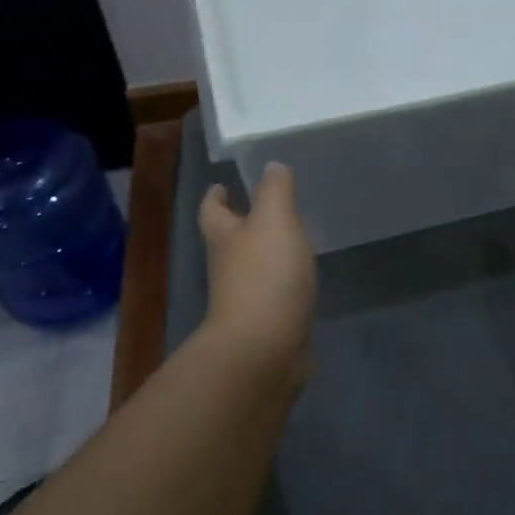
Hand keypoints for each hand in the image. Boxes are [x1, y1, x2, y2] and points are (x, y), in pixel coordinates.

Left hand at [198, 162, 316, 370]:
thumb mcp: (274, 220)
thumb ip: (275, 190)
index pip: (213, 211)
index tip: (220, 185)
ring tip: (289, 239)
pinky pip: (274, 294)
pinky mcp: (267, 323)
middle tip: (262, 208)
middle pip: (229, 240)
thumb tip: (271, 166)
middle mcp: (228, 267)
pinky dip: (283, 282)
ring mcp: (245, 299)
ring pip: (252, 267)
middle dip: (241, 224)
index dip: (215, 197)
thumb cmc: (265, 275)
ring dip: (264, 253)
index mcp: (224, 238)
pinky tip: (301, 278)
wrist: (265, 348)